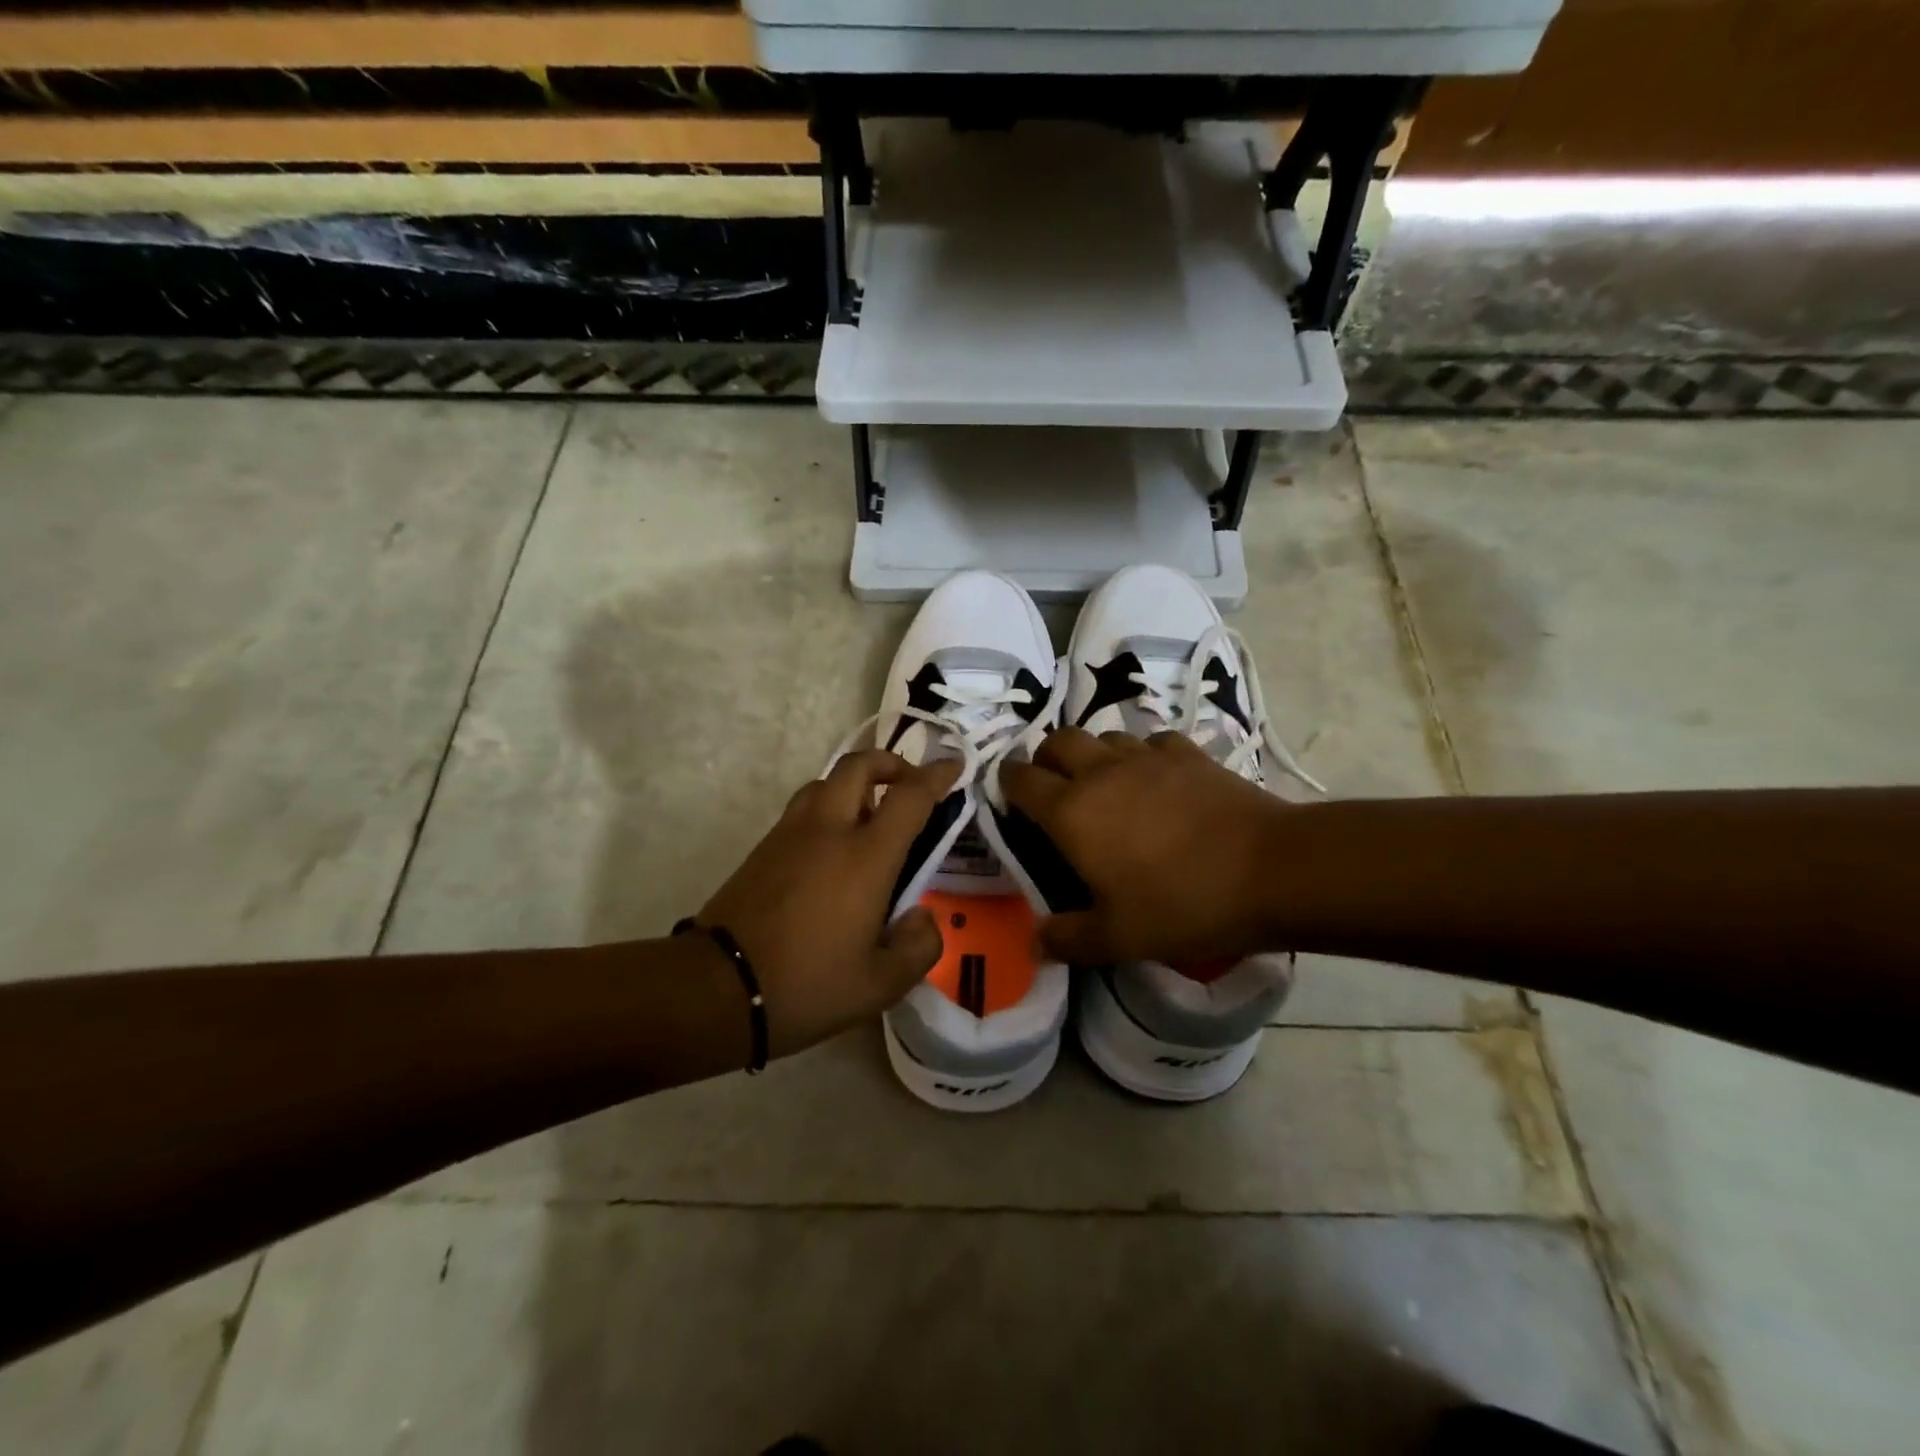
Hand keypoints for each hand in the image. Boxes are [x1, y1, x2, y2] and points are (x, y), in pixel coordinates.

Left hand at [698, 750, 960, 1056]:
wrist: (716, 989)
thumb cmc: (806, 985)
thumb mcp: (880, 985)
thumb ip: (918, 947)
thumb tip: (922, 917)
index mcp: (865, 856)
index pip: (910, 796)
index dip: (936, 776)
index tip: (954, 766)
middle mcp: (828, 830)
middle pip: (859, 766)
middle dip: (890, 763)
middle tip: (909, 784)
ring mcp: (789, 834)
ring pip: (825, 782)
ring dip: (855, 784)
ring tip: (871, 817)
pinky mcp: (762, 848)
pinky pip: (803, 808)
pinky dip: (828, 807)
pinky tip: (833, 847)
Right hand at [999, 728, 1287, 965]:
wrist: (1271, 870)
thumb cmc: (1183, 905)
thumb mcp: (1118, 938)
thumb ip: (1067, 939)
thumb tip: (1033, 944)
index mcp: (1071, 812)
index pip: (1021, 780)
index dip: (1008, 784)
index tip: (1009, 797)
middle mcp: (1101, 773)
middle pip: (1059, 741)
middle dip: (1046, 758)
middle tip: (1053, 787)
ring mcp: (1147, 757)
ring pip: (1105, 736)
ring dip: (1094, 754)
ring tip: (1105, 784)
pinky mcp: (1188, 754)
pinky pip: (1152, 742)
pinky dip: (1144, 755)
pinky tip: (1157, 779)